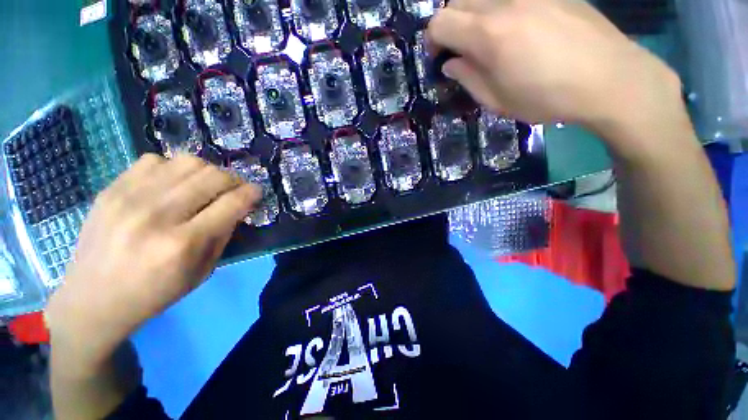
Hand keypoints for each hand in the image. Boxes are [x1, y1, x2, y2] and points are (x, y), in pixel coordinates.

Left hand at [46, 154, 260, 366]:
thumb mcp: (203, 271)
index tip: (257, 191)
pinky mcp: (111, 189)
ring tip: (204, 186)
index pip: (232, 203)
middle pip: (212, 176)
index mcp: (183, 243)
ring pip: (187, 162)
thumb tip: (239, 205)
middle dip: (233, 180)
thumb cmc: (154, 293)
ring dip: (207, 172)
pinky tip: (171, 185)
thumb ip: (224, 234)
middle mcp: (157, 215)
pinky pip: (155, 160)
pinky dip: (173, 169)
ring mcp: (129, 197)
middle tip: (234, 190)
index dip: (252, 193)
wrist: (92, 299)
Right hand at [427, 0, 681, 141]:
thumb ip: (468, 78)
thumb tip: (451, 63)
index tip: (439, 57)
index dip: (432, 40)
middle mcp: (505, 1)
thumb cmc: (547, 97)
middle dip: (450, 24)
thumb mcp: (497, 100)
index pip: (440, 22)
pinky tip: (513, 26)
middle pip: (456, 0)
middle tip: (459, 47)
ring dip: (472, 12)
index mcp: (489, 34)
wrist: (609, 79)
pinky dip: (498, 7)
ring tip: (484, 36)